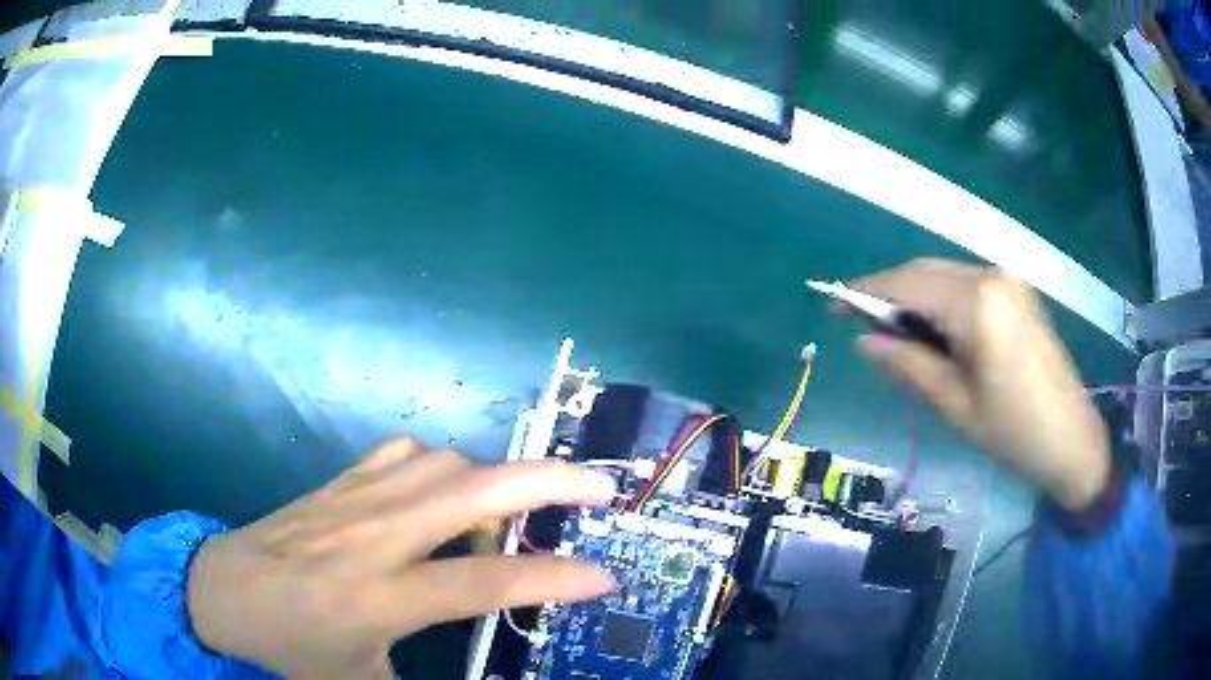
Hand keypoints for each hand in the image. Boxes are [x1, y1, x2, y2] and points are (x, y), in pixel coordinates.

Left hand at [186, 437, 617, 678]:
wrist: (221, 591)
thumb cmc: (290, 646)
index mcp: (380, 598)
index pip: (482, 585)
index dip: (551, 581)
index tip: (604, 576)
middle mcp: (375, 538)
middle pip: (473, 490)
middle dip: (548, 481)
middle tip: (599, 487)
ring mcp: (355, 499)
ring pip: (443, 461)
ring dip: (493, 476)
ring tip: (518, 503)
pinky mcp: (338, 482)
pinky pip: (401, 453)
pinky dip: (438, 464)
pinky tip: (441, 488)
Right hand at [841, 259, 1109, 510]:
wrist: (1071, 440)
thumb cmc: (1012, 431)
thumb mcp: (954, 403)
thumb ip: (907, 363)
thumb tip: (865, 340)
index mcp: (976, 302)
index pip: (907, 284)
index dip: (866, 291)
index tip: (834, 304)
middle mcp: (991, 276)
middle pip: (925, 271)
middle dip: (890, 292)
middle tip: (860, 323)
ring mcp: (1009, 281)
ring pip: (945, 276)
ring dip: (916, 297)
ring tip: (896, 333)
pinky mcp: (1018, 293)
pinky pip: (967, 285)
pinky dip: (942, 301)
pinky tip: (934, 330)